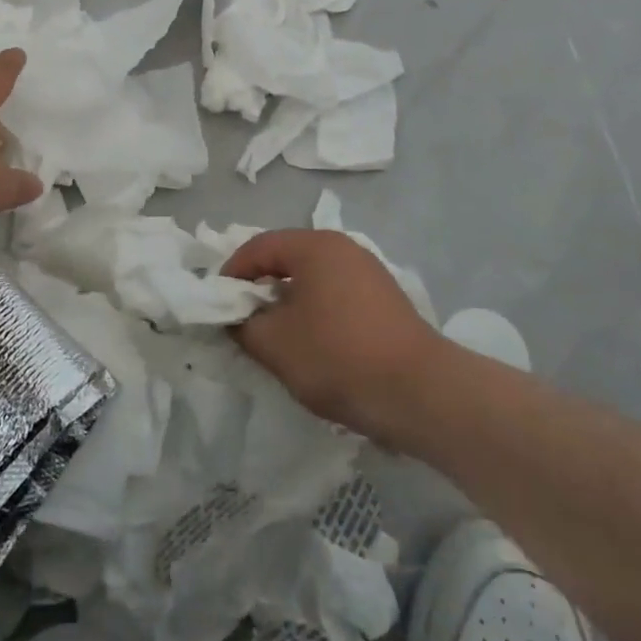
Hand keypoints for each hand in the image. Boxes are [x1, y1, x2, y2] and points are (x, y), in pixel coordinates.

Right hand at [223, 229, 445, 447]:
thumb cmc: (339, 357)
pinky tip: (314, 345)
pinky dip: (315, 312)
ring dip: (288, 303)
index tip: (217, 306)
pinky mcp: (386, 300)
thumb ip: (244, 325)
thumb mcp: (276, 344)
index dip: (232, 274)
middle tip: (243, 321)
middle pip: (287, 259)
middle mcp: (344, 248)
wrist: (422, 394)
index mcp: (315, 246)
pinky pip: (336, 295)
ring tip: (275, 337)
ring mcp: (369, 272)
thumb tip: (236, 317)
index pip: (259, 247)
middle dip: (260, 288)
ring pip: (313, 279)